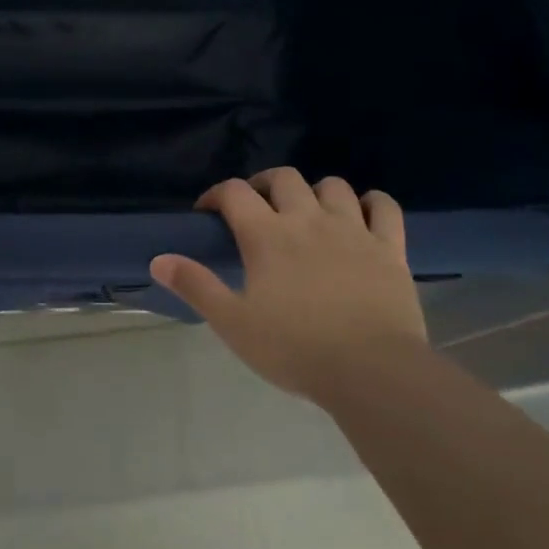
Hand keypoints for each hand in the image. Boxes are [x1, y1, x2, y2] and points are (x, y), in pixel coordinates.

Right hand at [150, 168, 426, 399]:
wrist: (371, 371)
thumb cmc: (294, 349)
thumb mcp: (233, 323)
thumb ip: (196, 286)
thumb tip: (158, 259)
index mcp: (267, 235)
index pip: (235, 192)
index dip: (216, 194)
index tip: (208, 212)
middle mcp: (308, 219)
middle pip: (284, 178)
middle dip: (264, 184)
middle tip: (257, 207)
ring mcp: (353, 229)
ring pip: (333, 186)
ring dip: (315, 192)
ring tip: (308, 212)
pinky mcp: (389, 247)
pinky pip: (384, 206)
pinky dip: (371, 203)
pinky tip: (363, 214)